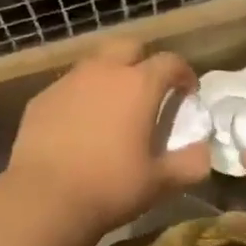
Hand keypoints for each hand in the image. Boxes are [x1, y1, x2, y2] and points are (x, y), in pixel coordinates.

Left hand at [7, 41, 211, 242]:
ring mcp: (67, 83)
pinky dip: (81, 97)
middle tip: (149, 89)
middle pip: (128, 47)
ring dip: (109, 76)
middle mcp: (102, 72)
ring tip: (113, 106)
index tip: (188, 92)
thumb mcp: (160, 183)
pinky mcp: (41, 100)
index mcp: (138, 86)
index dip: (184, 73)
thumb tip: (204, 152)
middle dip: (143, 61)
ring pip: (94, 64)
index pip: (169, 62)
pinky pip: (68, 87)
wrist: (44, 198)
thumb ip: (190, 164)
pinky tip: (80, 125)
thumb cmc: (110, 187)